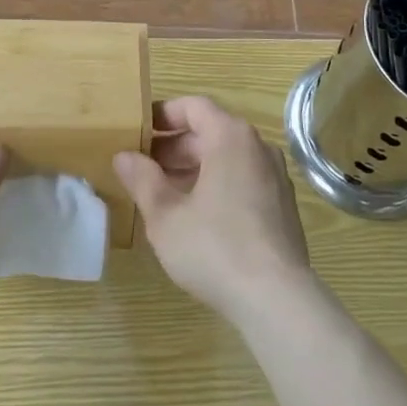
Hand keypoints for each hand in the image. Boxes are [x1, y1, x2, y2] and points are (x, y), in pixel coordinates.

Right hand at [114, 95, 314, 328]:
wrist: (276, 299)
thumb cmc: (215, 247)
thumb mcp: (166, 215)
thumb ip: (143, 180)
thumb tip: (124, 156)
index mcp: (230, 136)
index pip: (194, 106)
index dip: (163, 114)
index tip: (138, 130)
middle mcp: (257, 146)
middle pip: (211, 131)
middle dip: (175, 146)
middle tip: (143, 166)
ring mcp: (275, 175)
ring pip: (227, 157)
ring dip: (194, 167)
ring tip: (164, 191)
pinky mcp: (282, 204)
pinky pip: (243, 178)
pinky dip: (218, 183)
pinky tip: (197, 214)